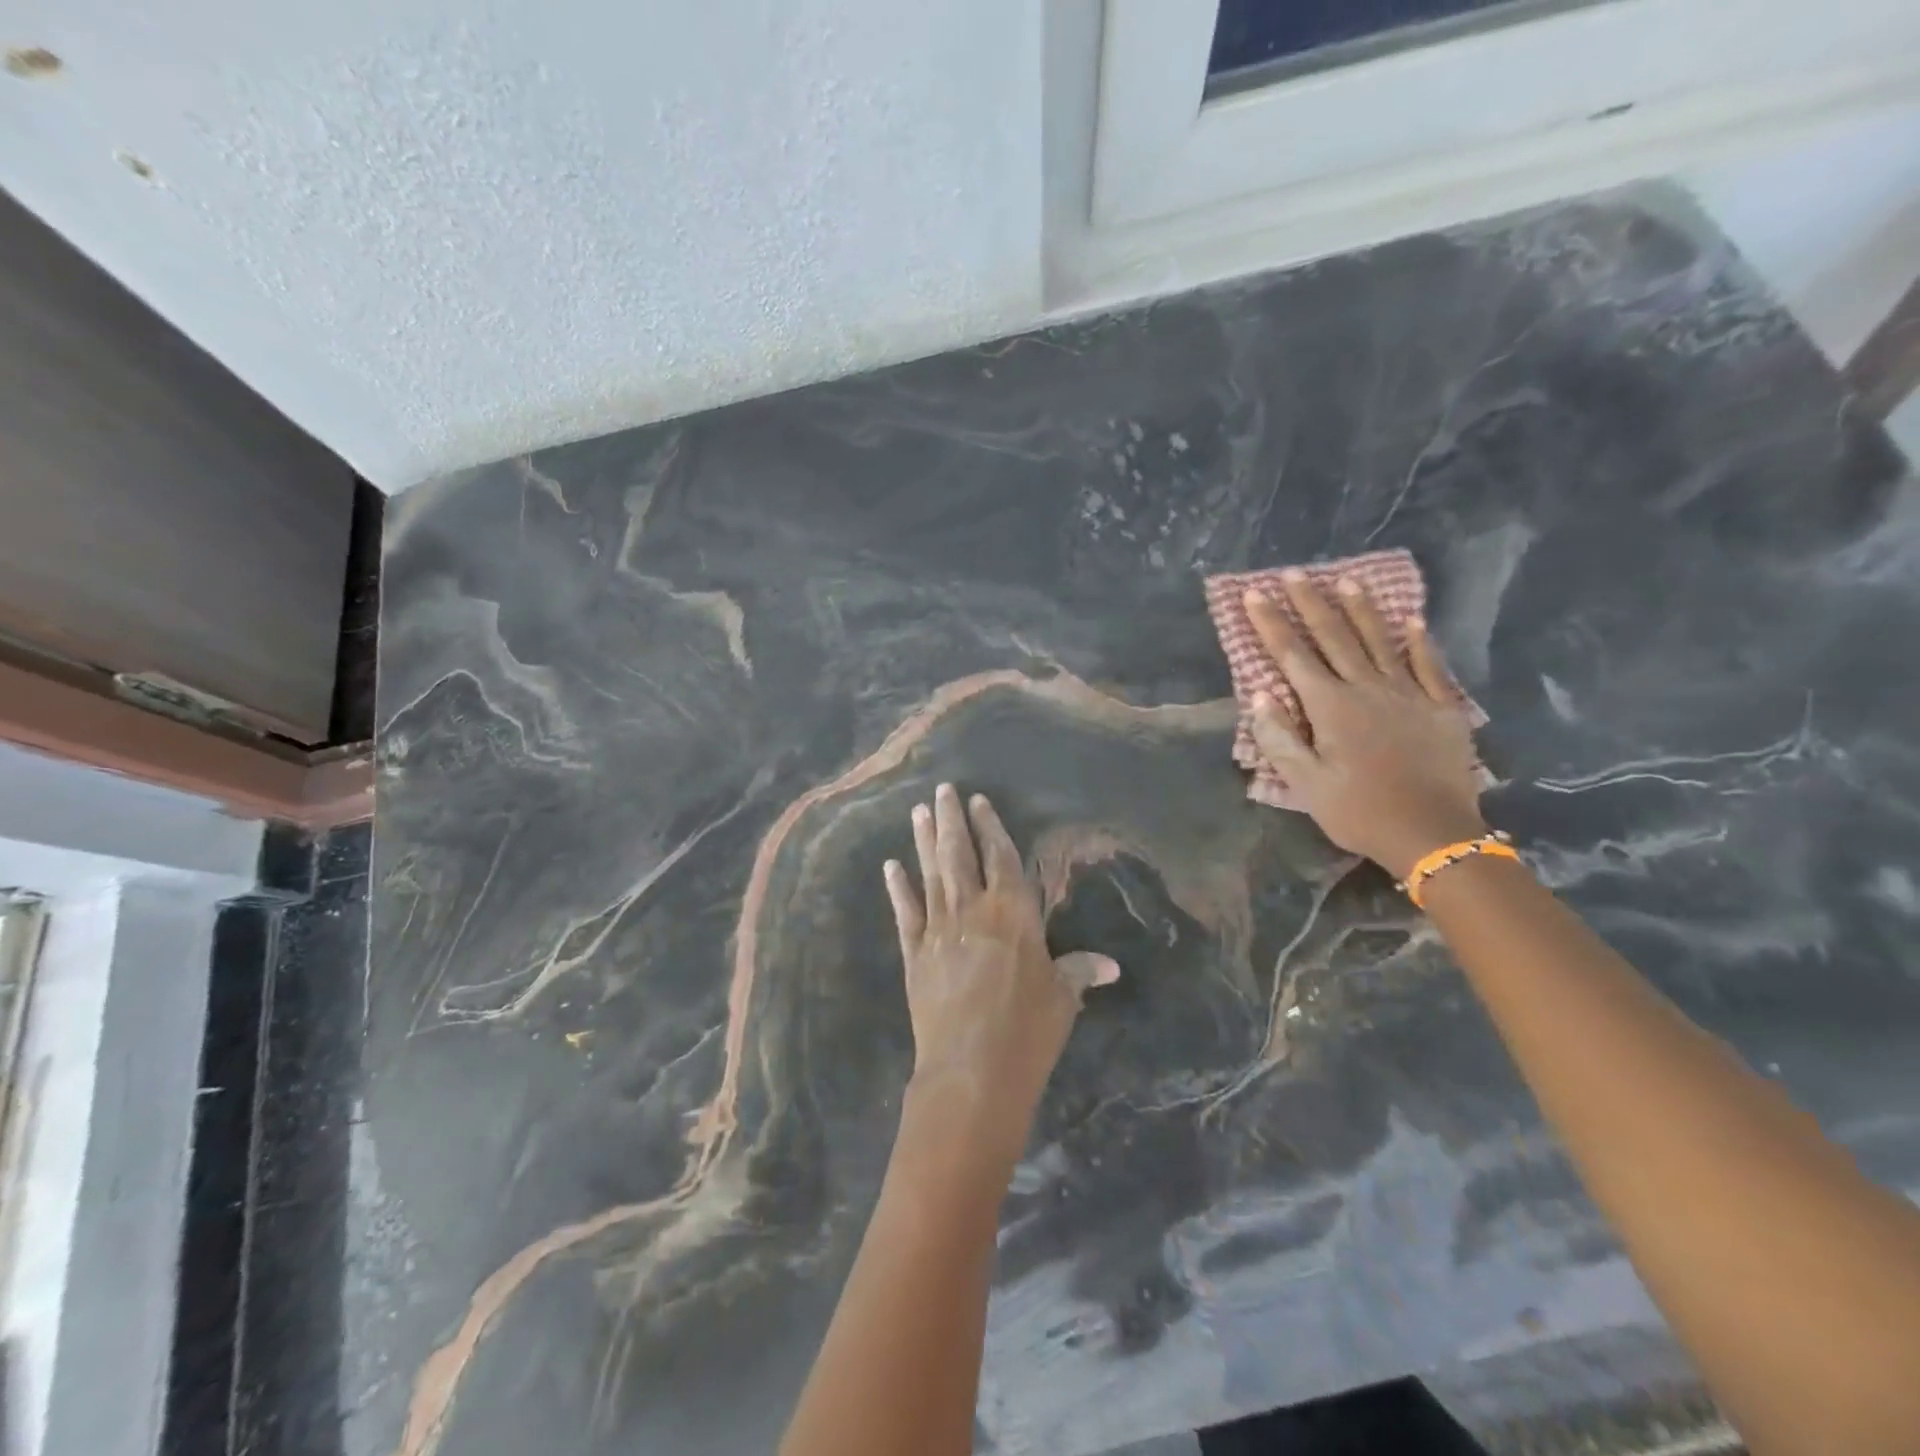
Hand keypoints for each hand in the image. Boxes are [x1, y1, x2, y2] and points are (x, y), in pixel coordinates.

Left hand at [884, 785, 1117, 1154]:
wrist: (972, 1072)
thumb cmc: (1028, 1032)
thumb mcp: (1062, 999)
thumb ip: (1080, 972)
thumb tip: (1111, 965)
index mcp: (1013, 914)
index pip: (1001, 858)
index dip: (990, 827)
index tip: (978, 800)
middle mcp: (973, 910)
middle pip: (960, 855)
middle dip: (952, 820)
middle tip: (941, 790)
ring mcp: (938, 930)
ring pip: (931, 874)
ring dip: (925, 842)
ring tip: (918, 812)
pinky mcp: (914, 954)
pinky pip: (905, 913)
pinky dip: (898, 888)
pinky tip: (891, 867)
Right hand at [1243, 571, 1486, 879]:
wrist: (1433, 835)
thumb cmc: (1359, 811)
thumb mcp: (1306, 784)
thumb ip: (1280, 738)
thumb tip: (1260, 696)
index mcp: (1330, 707)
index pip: (1293, 656)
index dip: (1270, 624)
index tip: (1254, 595)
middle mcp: (1367, 689)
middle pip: (1334, 637)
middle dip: (1310, 604)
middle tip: (1293, 574)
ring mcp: (1409, 694)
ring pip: (1380, 641)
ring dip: (1360, 610)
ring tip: (1345, 582)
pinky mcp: (1442, 708)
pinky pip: (1429, 666)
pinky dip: (1419, 642)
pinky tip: (1413, 620)